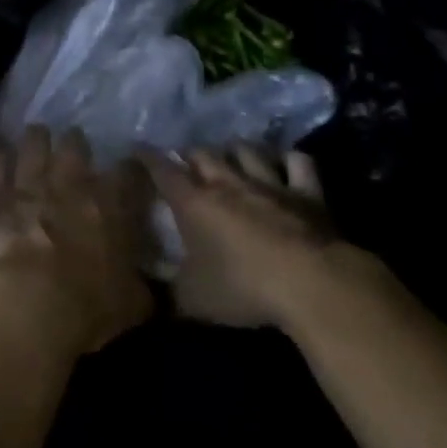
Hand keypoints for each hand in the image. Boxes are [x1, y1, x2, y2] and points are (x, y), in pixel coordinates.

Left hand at [0, 127, 154, 355]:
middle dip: (75, 145)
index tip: (130, 172)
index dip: (130, 170)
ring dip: (36, 139)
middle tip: (74, 148)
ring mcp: (28, 184)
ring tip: (36, 136)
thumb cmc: (87, 309)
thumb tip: (147, 281)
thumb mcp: (133, 305)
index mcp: (110, 206)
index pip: (129, 173)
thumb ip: (141, 284)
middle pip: (75, 145)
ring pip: (33, 144)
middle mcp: (70, 184)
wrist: (26, 306)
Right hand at [147, 147, 381, 328]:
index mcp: (194, 203)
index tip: (137, 147)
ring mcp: (269, 183)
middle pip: (203, 153)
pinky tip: (286, 163)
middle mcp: (228, 183)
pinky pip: (297, 162)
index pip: (163, 170)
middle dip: (190, 153)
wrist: (309, 282)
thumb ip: (167, 290)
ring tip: (230, 154)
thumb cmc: (242, 288)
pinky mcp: (306, 192)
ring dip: (235, 150)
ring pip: (246, 150)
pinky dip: (289, 160)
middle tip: (184, 159)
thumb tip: (145, 289)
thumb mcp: (193, 300)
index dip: (147, 156)